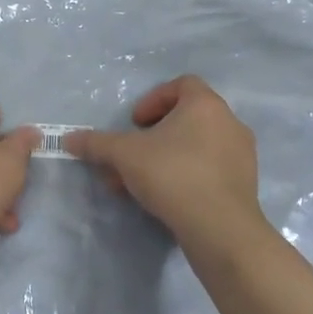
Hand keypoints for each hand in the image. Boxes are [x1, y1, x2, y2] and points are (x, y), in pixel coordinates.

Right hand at [66, 75, 264, 250]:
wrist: (220, 228)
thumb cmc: (173, 175)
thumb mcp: (125, 155)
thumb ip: (97, 144)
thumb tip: (68, 139)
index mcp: (206, 104)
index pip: (181, 84)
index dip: (153, 100)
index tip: (135, 123)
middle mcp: (229, 122)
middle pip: (186, 118)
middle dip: (153, 136)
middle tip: (132, 155)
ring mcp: (241, 154)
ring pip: (196, 146)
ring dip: (166, 158)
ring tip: (141, 183)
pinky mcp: (245, 183)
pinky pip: (210, 169)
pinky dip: (187, 175)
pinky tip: (166, 199)